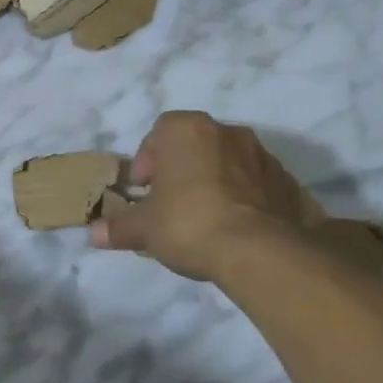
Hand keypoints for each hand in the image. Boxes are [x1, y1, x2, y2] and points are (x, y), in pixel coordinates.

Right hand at [91, 112, 310, 283]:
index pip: (160, 131)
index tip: (144, 189)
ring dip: (214, 181)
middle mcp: (228, 132)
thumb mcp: (144, 228)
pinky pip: (257, 185)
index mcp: (188, 130)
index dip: (148, 160)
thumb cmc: (190, 223)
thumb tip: (94, 234)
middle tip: (170, 202)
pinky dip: (245, 198)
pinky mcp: (289, 184)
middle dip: (181, 168)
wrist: (261, 252)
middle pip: (196, 144)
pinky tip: (235, 227)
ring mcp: (263, 156)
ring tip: (204, 217)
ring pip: (228, 162)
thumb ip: (118, 226)